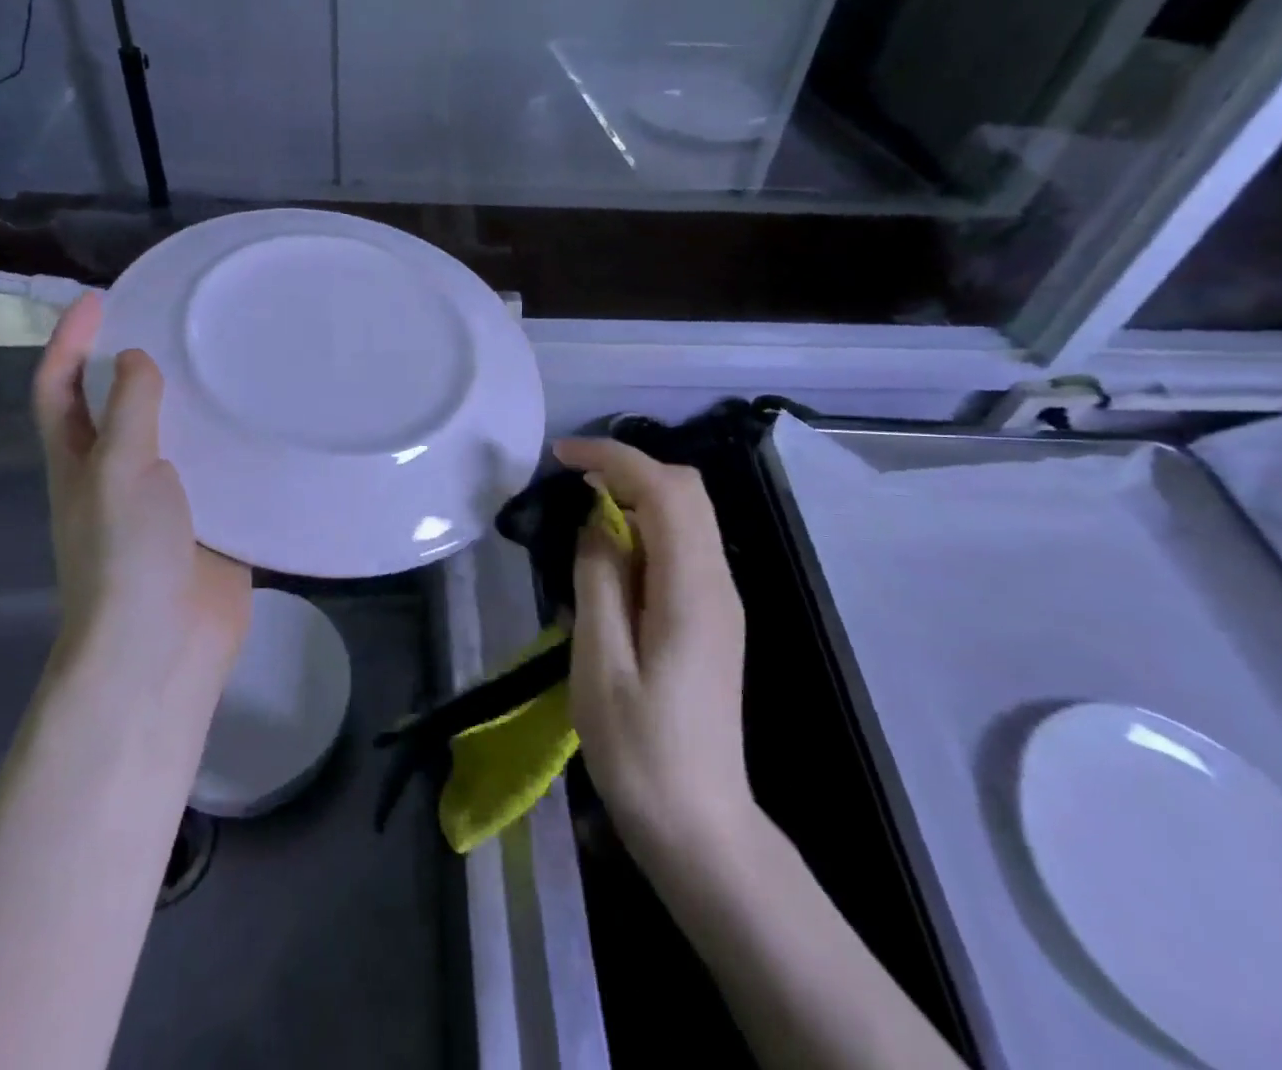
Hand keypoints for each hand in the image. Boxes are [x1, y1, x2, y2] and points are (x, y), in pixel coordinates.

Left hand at [32, 293, 252, 681]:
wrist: (164, 646)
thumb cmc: (126, 556)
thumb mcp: (118, 472)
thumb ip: (129, 411)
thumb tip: (135, 359)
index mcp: (80, 461)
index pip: (59, 388)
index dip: (69, 342)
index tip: (99, 299)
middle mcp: (118, 473)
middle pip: (118, 405)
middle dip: (135, 361)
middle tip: (179, 320)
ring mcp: (165, 498)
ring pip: (175, 434)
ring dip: (192, 399)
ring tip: (230, 357)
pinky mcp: (209, 518)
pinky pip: (219, 468)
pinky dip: (233, 441)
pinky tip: (266, 418)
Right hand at [555, 437, 753, 874]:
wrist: (700, 825)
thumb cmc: (641, 751)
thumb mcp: (601, 664)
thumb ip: (599, 581)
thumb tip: (598, 522)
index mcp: (693, 590)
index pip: (665, 490)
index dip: (614, 458)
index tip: (561, 456)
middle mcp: (717, 582)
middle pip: (686, 490)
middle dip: (628, 468)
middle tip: (572, 482)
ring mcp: (720, 600)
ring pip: (687, 514)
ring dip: (636, 494)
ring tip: (582, 512)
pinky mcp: (711, 617)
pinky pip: (682, 545)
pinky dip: (645, 526)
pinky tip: (610, 553)